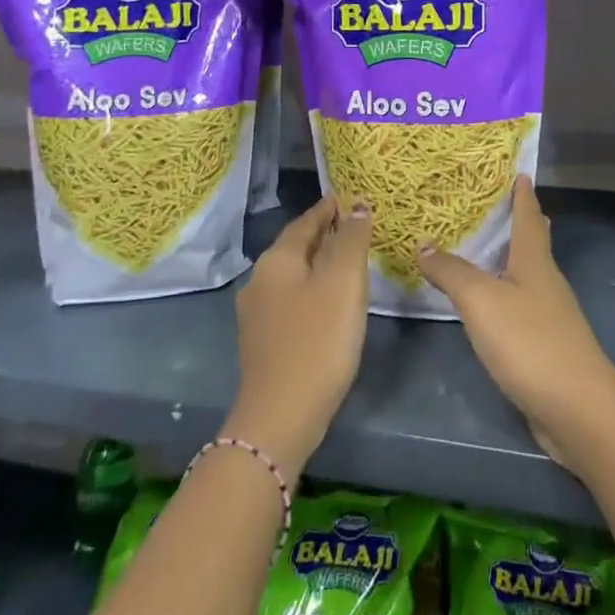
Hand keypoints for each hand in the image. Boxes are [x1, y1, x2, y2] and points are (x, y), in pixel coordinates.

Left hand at [227, 195, 371, 480]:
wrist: (281, 416)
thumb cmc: (318, 340)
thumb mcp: (343, 282)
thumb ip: (351, 239)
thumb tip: (357, 205)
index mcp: (277, 260)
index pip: (306, 221)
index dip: (330, 209)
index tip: (352, 199)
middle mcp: (260, 280)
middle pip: (297, 247)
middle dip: (325, 234)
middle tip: (357, 227)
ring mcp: (257, 313)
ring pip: (294, 275)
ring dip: (319, 264)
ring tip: (349, 262)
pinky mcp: (263, 341)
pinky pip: (292, 300)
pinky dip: (313, 290)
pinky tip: (330, 302)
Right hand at [415, 178, 614, 466]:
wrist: (577, 409)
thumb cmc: (530, 342)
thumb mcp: (481, 301)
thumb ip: (451, 272)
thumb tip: (423, 244)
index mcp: (535, 262)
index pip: (528, 217)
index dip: (523, 194)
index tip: (520, 171)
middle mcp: (546, 282)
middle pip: (535, 243)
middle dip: (521, 222)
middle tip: (498, 204)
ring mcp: (550, 316)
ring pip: (529, 275)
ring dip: (511, 259)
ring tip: (485, 249)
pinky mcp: (546, 346)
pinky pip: (522, 306)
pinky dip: (505, 294)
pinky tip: (490, 306)